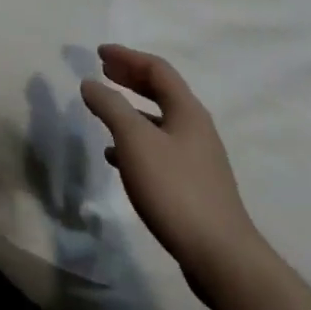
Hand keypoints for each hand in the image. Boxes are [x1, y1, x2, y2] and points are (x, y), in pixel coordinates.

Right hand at [81, 44, 260, 292]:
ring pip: (159, 122)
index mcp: (187, 110)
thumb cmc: (175, 189)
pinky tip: (116, 158)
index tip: (99, 53)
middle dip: (130, 79)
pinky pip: (159, 149)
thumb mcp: (135, 141)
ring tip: (105, 112)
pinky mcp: (193, 186)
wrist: (220, 256)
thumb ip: (110, 107)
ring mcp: (197, 158)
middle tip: (103, 72)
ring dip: (131, 111)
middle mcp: (195, 128)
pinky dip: (136, 143)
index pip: (156, 69)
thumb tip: (90, 83)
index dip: (127, 57)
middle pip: (161, 92)